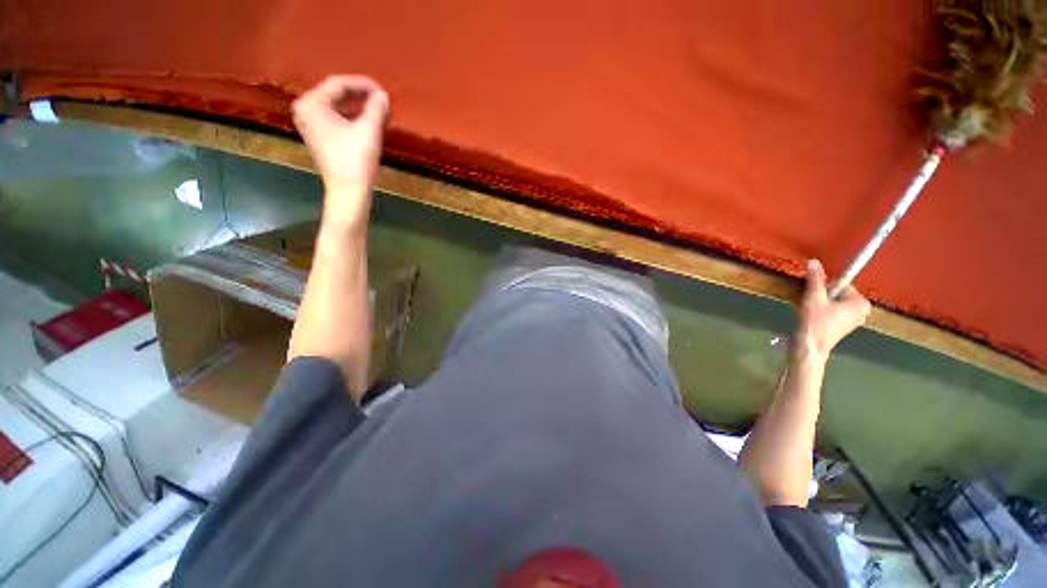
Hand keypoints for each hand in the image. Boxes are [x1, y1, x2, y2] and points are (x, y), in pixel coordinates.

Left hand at [292, 75, 389, 225]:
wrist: (348, 191)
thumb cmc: (355, 160)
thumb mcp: (369, 130)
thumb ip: (376, 108)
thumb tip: (383, 95)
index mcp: (311, 103)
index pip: (338, 83)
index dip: (363, 85)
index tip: (383, 91)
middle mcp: (305, 110)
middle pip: (336, 94)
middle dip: (361, 96)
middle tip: (382, 101)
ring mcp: (310, 124)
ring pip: (337, 107)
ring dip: (359, 108)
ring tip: (379, 112)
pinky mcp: (319, 136)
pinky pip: (336, 118)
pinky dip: (353, 118)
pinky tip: (369, 123)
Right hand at [794, 259, 870, 361]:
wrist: (809, 347)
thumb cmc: (815, 322)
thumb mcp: (814, 297)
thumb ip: (815, 279)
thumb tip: (813, 261)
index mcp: (861, 302)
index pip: (841, 284)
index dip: (824, 287)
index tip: (813, 294)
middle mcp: (862, 311)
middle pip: (838, 293)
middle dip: (822, 295)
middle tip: (810, 303)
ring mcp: (853, 321)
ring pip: (834, 303)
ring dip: (820, 303)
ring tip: (809, 311)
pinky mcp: (843, 328)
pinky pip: (833, 312)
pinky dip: (822, 311)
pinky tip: (812, 318)